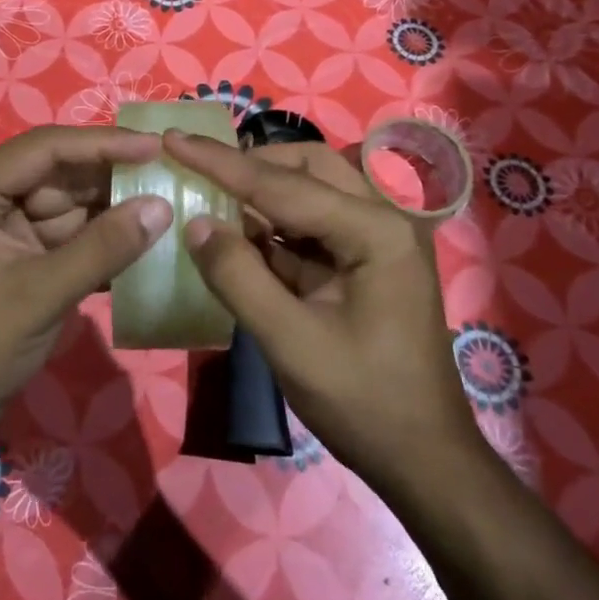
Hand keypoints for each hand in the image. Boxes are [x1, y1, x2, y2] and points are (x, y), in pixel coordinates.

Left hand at [0, 125, 172, 488]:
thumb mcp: (41, 295)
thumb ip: (103, 247)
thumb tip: (163, 206)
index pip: (43, 149)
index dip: (102, 144)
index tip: (155, 146)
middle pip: (57, 175)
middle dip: (112, 178)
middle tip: (171, 175)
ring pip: (66, 205)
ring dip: (111, 210)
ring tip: (168, 204)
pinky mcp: (14, 257)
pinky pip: (62, 236)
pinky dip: (96, 241)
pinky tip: (141, 241)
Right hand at [165, 132, 486, 500]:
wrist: (425, 460)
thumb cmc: (365, 403)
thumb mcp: (291, 344)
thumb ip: (239, 278)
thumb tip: (196, 223)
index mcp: (375, 230)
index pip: (283, 185)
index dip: (221, 163)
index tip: (173, 139)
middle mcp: (384, 218)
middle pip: (307, 167)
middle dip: (250, 166)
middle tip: (197, 171)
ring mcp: (379, 237)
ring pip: (311, 189)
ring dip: (261, 192)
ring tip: (210, 196)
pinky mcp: (367, 259)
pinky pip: (313, 222)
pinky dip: (274, 224)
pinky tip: (240, 234)